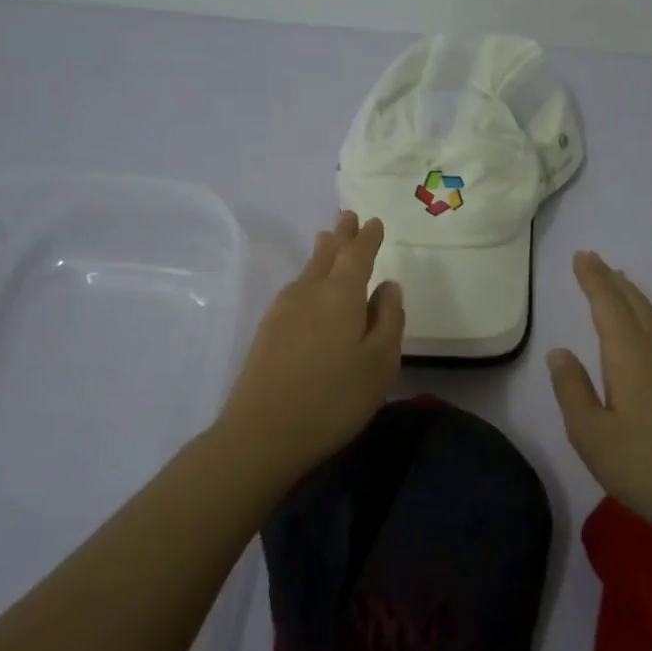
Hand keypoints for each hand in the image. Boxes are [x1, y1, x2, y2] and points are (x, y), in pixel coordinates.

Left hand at [216, 211, 403, 472]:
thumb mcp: (379, 363)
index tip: (374, 222)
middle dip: (341, 236)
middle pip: (327, 254)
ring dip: (322, 252)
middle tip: (348, 217)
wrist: (262, 433)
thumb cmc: (333, 398)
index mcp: (341, 294)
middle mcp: (309, 291)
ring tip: (327, 239)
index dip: (368, 237)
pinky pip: (295, 288)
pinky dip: (308, 276)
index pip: (357, 254)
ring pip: (308, 270)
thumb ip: (389, 320)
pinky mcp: (268, 330)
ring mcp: (283, 310)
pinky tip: (307, 286)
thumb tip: (389, 285)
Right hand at [548, 251, 651, 546]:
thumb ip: (572, 390)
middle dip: (612, 281)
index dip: (593, 279)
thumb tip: (560, 351)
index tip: (581, 256)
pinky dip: (646, 317)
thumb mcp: (591, 435)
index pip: (608, 305)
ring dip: (631, 296)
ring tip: (616, 284)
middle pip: (634, 304)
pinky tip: (644, 330)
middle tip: (593, 261)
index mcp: (630, 356)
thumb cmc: (644, 468)